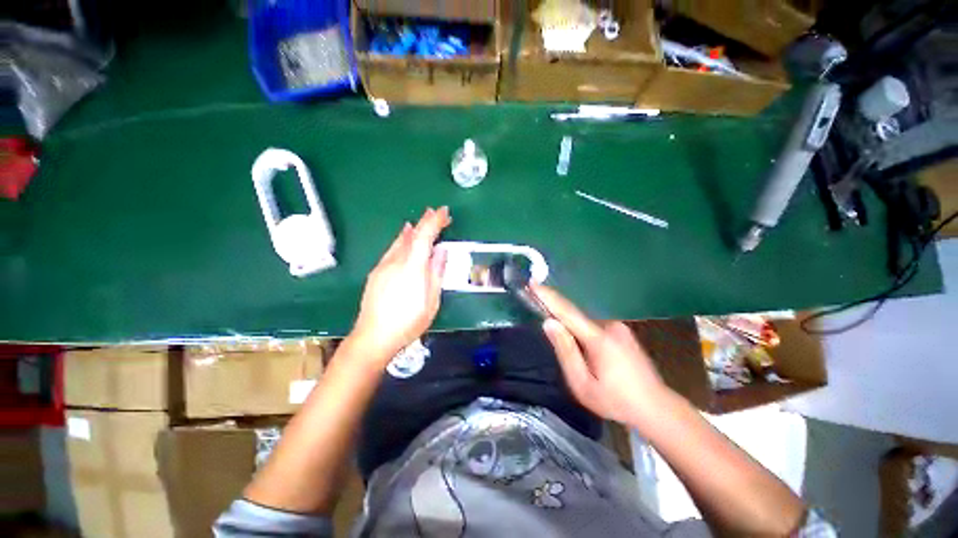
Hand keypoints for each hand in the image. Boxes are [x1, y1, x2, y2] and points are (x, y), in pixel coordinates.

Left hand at [349, 207, 450, 363]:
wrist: (373, 337)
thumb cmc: (408, 322)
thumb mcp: (431, 300)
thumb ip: (436, 273)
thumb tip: (440, 251)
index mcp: (412, 267)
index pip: (424, 236)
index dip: (434, 221)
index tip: (444, 211)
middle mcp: (395, 261)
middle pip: (411, 235)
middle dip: (425, 222)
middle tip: (437, 214)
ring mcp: (383, 266)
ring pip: (399, 241)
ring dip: (413, 229)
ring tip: (422, 221)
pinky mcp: (376, 273)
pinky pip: (392, 249)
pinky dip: (401, 240)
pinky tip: (404, 238)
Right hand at [535, 285, 669, 424]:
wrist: (657, 408)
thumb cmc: (615, 401)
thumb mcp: (582, 383)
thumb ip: (565, 351)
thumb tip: (549, 323)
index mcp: (599, 338)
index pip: (567, 311)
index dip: (548, 296)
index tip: (532, 283)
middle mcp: (610, 326)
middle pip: (575, 316)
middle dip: (556, 314)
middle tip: (540, 318)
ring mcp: (619, 327)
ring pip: (584, 322)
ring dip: (570, 326)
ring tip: (567, 345)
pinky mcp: (622, 332)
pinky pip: (593, 326)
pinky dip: (581, 331)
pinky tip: (584, 349)